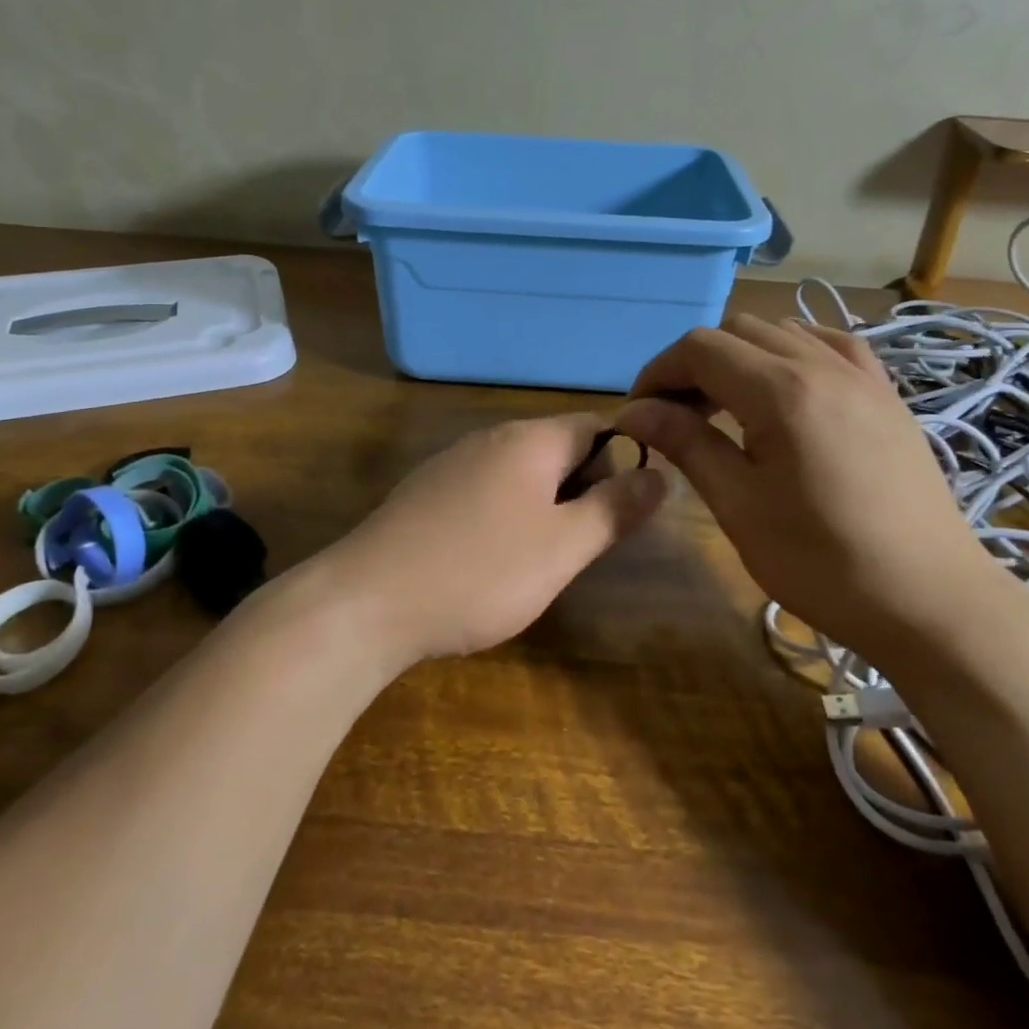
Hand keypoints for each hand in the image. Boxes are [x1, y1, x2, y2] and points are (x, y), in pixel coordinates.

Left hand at [334, 414, 666, 665]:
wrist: (366, 601)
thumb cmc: (480, 572)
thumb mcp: (563, 547)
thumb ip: (615, 508)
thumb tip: (662, 473)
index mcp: (530, 440)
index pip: (597, 426)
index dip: (621, 464)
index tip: (618, 516)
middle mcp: (490, 438)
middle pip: (559, 448)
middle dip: (582, 491)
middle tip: (576, 549)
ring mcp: (452, 463)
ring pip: (521, 473)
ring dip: (544, 508)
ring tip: (536, 563)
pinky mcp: (426, 492)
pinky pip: (485, 491)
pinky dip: (504, 517)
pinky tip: (487, 563)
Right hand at [617, 315, 1002, 664]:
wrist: (931, 601)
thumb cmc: (824, 563)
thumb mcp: (740, 506)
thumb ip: (686, 444)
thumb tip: (633, 412)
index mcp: (781, 391)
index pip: (699, 348)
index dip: (658, 372)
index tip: (639, 415)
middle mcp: (822, 364)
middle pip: (736, 331)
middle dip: (694, 364)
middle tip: (676, 416)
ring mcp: (862, 375)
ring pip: (782, 331)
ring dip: (740, 356)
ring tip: (726, 406)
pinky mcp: (885, 393)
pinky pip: (829, 345)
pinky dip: (791, 353)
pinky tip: (785, 388)